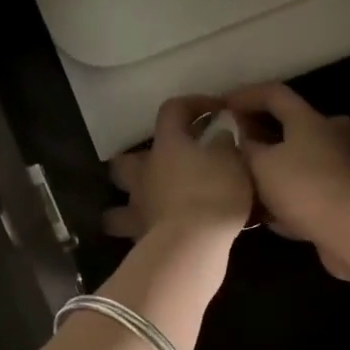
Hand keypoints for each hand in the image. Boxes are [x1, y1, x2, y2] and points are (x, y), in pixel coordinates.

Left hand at [103, 96, 253, 240]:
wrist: (193, 244)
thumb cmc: (214, 194)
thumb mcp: (233, 162)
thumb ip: (224, 143)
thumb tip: (219, 133)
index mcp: (167, 145)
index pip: (172, 110)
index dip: (192, 105)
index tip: (214, 110)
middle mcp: (143, 173)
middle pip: (124, 161)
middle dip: (137, 161)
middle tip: (161, 167)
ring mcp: (137, 207)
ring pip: (117, 205)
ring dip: (128, 204)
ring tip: (148, 207)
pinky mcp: (139, 238)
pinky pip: (133, 231)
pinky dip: (142, 231)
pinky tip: (157, 234)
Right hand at [225, 82, 349, 279]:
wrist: (349, 230)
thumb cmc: (302, 187)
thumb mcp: (260, 164)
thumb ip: (245, 148)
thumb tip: (238, 138)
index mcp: (309, 119)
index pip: (274, 94)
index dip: (245, 96)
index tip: (221, 107)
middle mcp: (330, 135)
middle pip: (292, 126)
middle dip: (262, 134)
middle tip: (237, 146)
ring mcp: (340, 166)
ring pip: (299, 159)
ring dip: (273, 167)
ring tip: (245, 182)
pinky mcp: (343, 196)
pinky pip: (306, 188)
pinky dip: (285, 194)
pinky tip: (265, 212)